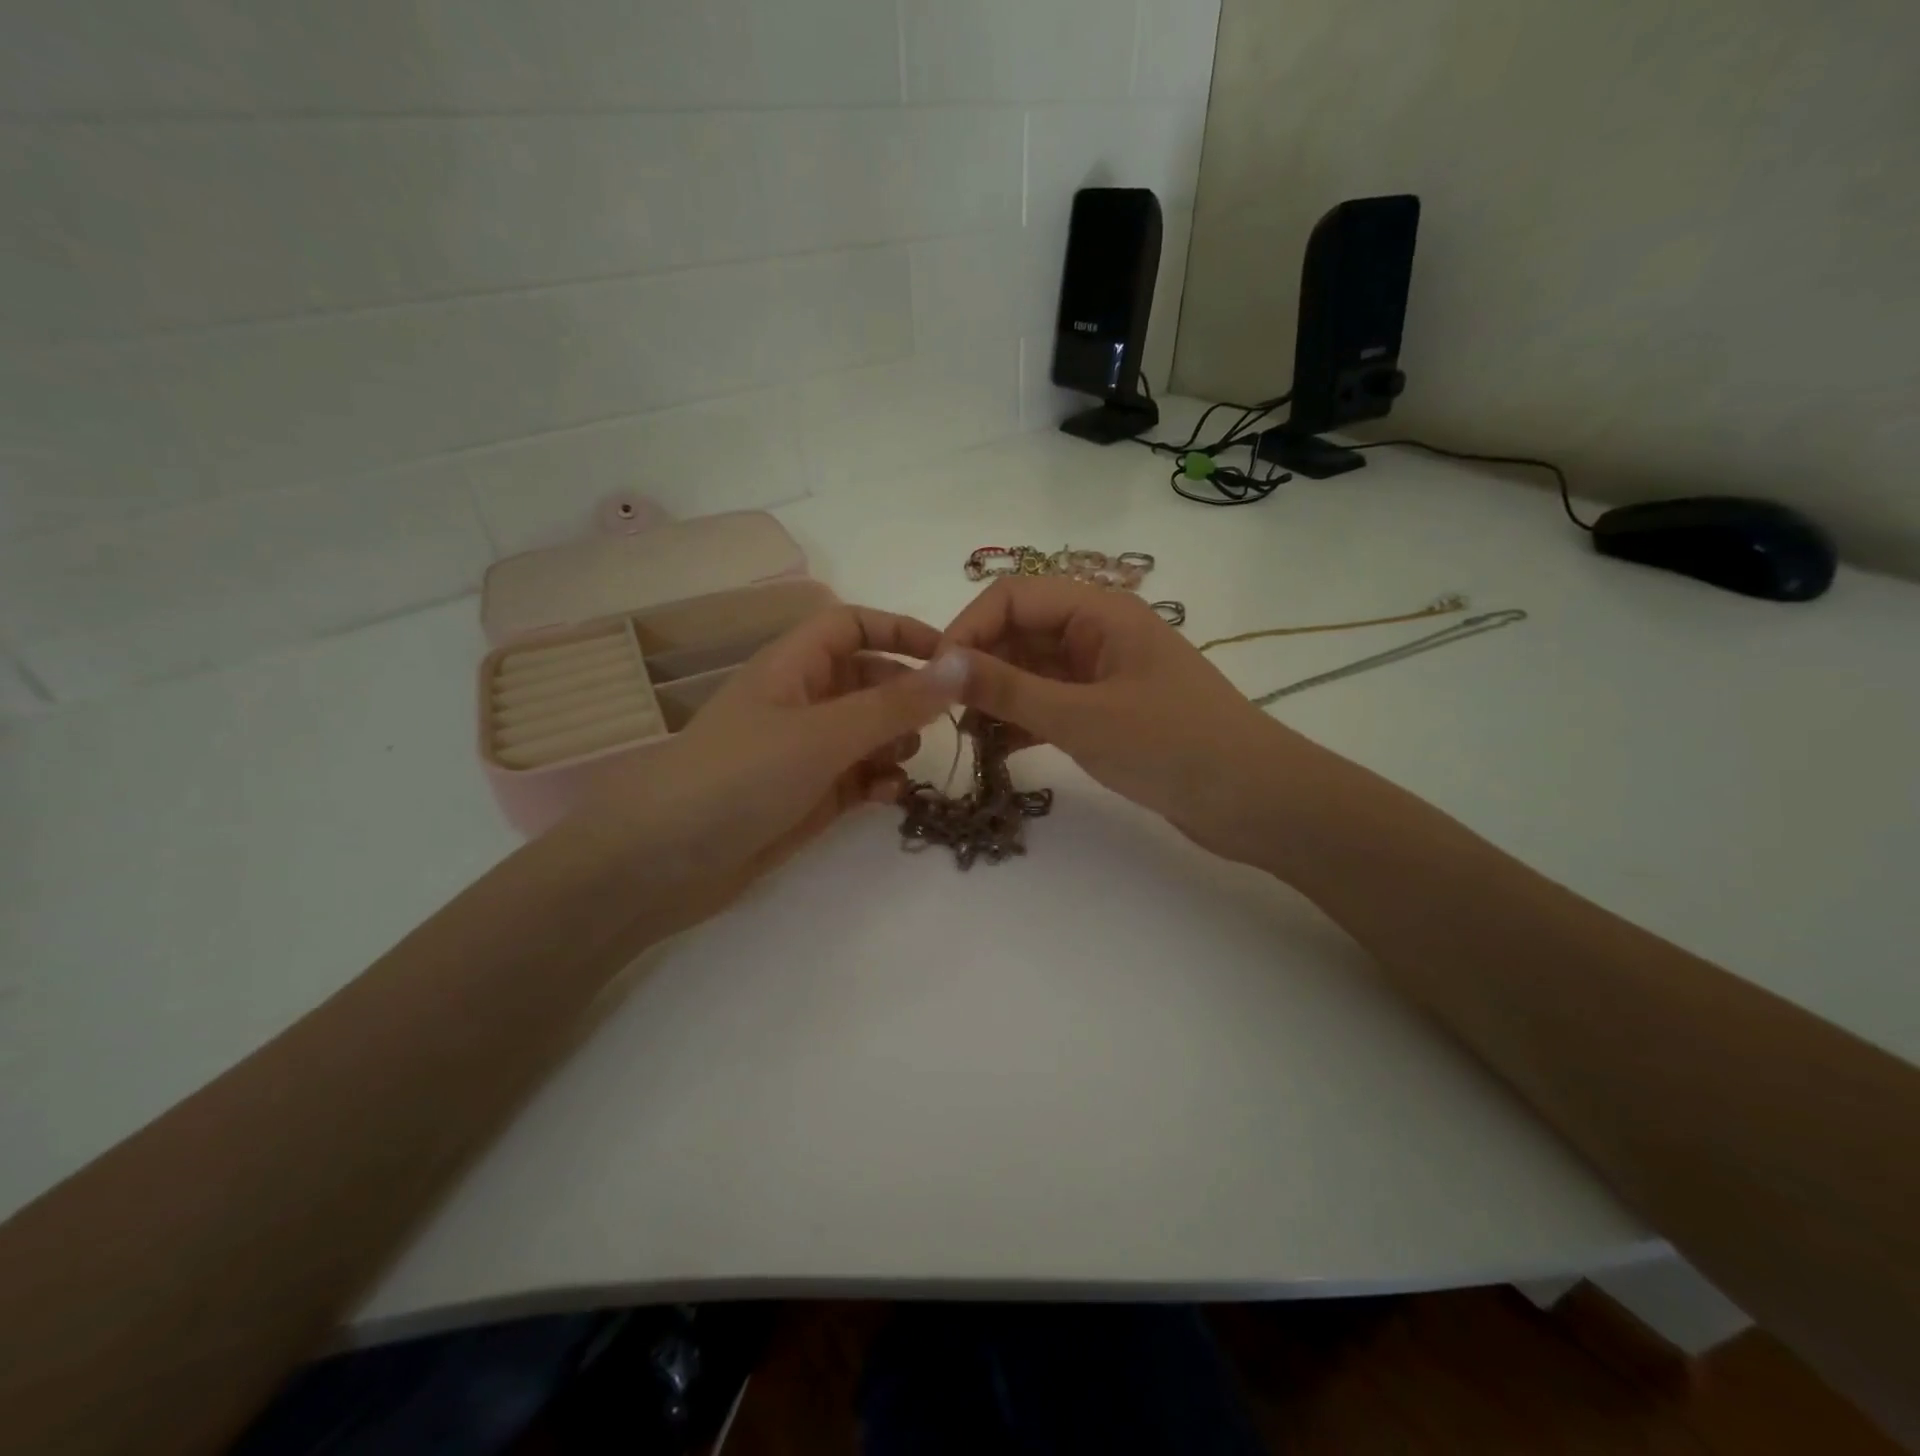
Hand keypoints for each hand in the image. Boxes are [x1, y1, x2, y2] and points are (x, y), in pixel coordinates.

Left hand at [585, 604, 967, 917]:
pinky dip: (878, 781)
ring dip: (894, 740)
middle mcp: (800, 702)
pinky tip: (889, 796)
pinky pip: (857, 777)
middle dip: (905, 694)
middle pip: (866, 679)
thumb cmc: (741, 777)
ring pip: (866, 731)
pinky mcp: (807, 797)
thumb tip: (961, 664)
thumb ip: (895, 703)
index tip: (951, 657)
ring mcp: (803, 752)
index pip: (852, 625)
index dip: (900, 631)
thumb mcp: (824, 734)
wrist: (664, 863)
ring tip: (908, 760)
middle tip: (941, 720)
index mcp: (792, 667)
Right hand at [943, 577, 1311, 862]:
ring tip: (966, 736)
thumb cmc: (1173, 746)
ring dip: (998, 696)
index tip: (935, 677)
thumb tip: (938, 663)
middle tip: (945, 713)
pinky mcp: (1110, 710)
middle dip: (980, 665)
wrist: (1256, 802)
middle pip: (1021, 631)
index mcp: (1100, 611)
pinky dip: (1024, 720)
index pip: (1013, 597)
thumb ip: (1008, 689)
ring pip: (1033, 670)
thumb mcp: (1081, 717)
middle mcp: (1100, 632)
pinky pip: (1052, 702)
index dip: (968, 629)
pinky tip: (999, 749)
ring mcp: (1105, 673)